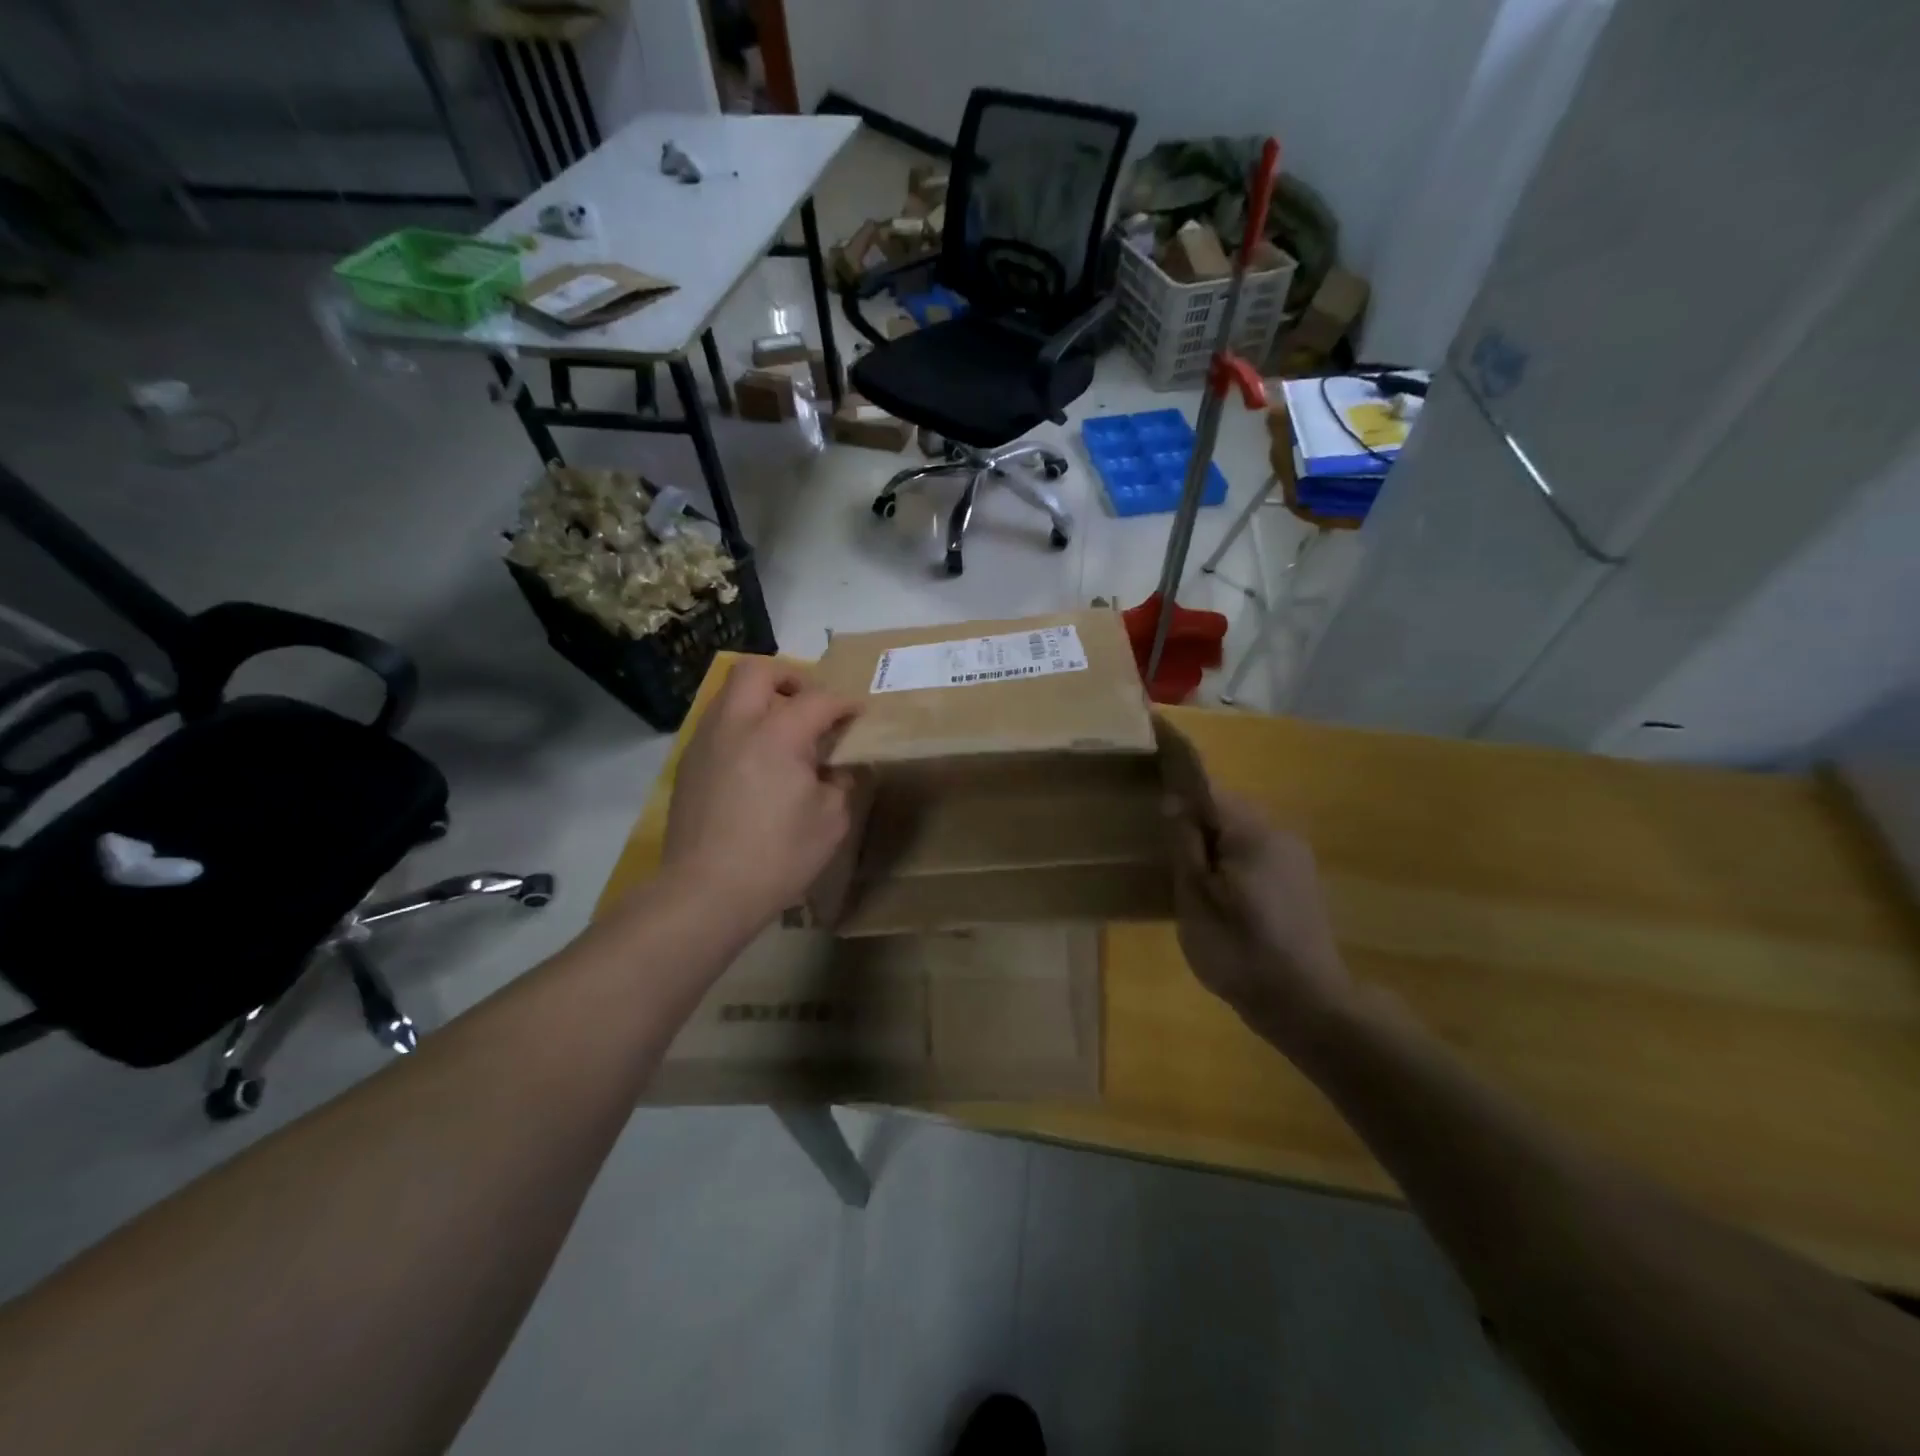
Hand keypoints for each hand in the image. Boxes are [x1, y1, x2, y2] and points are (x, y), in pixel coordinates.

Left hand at [664, 659, 860, 928]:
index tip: (858, 714)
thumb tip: (839, 768)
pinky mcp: (688, 765)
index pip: (818, 700)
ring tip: (783, 732)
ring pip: (730, 694)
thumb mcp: (831, 821)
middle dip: (790, 678)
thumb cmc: (778, 856)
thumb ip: (841, 783)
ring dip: (761, 699)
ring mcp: (705, 742)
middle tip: (811, 704)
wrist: (705, 892)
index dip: (844, 704)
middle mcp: (736, 725)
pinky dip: (741, 726)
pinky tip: (756, 761)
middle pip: (758, 671)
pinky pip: (717, 724)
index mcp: (778, 734)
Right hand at [1166, 786, 1352, 1058]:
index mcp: (1251, 832)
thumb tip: (1173, 799)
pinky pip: (1251, 846)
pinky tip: (1208, 874)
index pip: (1204, 784)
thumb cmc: (1241, 952)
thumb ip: (1185, 846)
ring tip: (1173, 845)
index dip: (1175, 761)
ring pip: (1237, 827)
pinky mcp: (1297, 877)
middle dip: (1189, 802)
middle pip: (1222, 804)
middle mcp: (1277, 831)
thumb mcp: (1197, 901)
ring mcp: (1292, 855)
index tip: (1155, 729)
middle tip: (1150, 809)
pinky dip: (1225, 849)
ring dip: (1207, 829)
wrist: (1308, 1005)